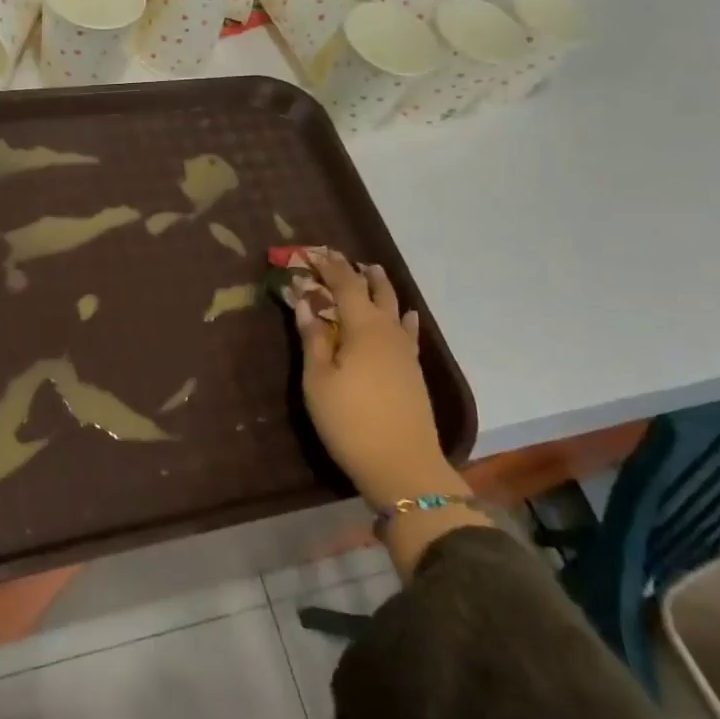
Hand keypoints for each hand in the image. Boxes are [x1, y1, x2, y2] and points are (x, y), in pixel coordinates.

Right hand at [296, 251, 445, 508]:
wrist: (403, 465)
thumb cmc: (350, 420)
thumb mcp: (318, 380)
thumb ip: (313, 338)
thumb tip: (306, 302)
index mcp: (362, 327)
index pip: (345, 285)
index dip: (329, 266)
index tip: (313, 252)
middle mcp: (388, 331)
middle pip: (375, 291)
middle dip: (357, 272)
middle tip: (342, 259)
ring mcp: (405, 351)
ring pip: (394, 308)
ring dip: (381, 289)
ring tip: (372, 273)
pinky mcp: (413, 371)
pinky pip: (407, 331)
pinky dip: (402, 317)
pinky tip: (406, 316)